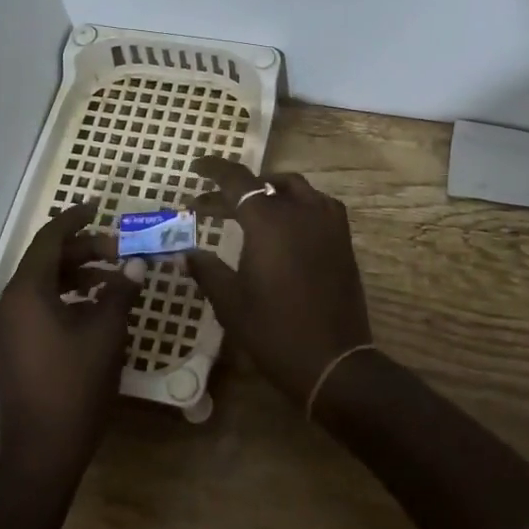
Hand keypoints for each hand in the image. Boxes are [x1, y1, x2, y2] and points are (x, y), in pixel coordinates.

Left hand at [0, 203, 145, 482]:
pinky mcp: (11, 349)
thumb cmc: (76, 385)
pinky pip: (37, 308)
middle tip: (120, 253)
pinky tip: (94, 310)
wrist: (42, 452)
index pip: (49, 240)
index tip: (98, 207)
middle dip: (83, 252)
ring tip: (113, 282)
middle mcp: (8, 304)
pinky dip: (65, 299)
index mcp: (26, 293)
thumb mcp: (106, 332)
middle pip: (46, 262)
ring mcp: (6, 329)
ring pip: (42, 286)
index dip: (75, 220)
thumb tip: (136, 264)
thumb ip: (121, 291)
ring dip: (77, 276)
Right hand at [181, 157, 373, 404]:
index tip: (195, 167)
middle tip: (207, 206)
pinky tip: (284, 225)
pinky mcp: (342, 239)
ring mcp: (327, 223)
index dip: (213, 170)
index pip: (237, 180)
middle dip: (233, 190)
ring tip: (246, 208)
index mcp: (269, 222)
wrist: (334, 361)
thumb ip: (207, 270)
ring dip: (267, 191)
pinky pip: (317, 204)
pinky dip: (295, 203)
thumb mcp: (231, 302)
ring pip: (294, 188)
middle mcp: (301, 211)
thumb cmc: (275, 331)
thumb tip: (186, 253)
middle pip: (263, 185)